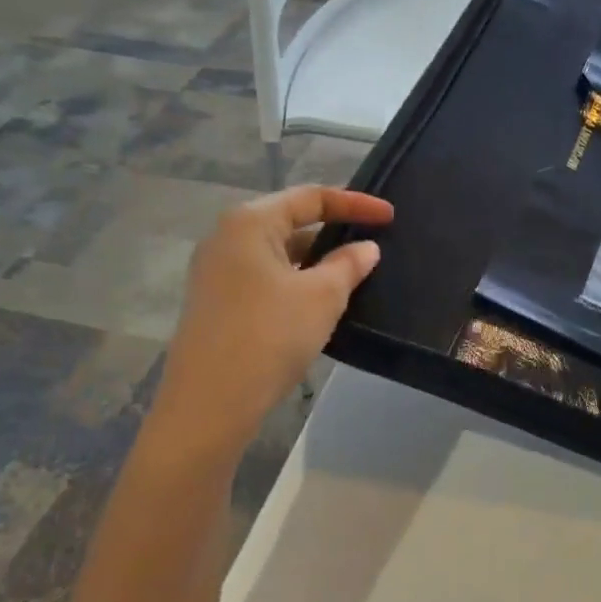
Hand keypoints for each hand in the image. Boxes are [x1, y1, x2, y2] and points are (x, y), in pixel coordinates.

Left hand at [149, 186, 392, 462]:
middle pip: (291, 220)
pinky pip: (267, 277)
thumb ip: (349, 264)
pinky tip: (321, 302)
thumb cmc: (269, 336)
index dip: (355, 203)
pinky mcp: (217, 302)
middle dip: (334, 230)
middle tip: (373, 241)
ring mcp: (217, 272)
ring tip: (354, 273)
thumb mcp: (322, 297)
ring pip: (279, 253)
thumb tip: (366, 248)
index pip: (311, 197)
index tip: (390, 217)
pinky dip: (297, 280)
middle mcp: (226, 238)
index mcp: (250, 222)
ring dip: (317, 259)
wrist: (210, 403)